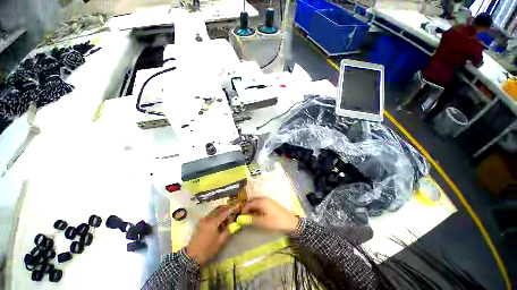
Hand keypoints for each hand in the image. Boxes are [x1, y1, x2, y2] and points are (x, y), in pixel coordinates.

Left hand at [186, 205, 236, 264]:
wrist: (192, 257)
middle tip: (233, 209)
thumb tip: (233, 223)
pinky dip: (216, 214)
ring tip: (228, 215)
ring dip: (222, 211)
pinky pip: (210, 214)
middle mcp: (207, 218)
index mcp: (213, 222)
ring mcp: (203, 219)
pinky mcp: (200, 222)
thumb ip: (228, 230)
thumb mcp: (220, 241)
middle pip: (219, 209)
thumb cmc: (207, 250)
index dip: (232, 208)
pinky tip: (220, 219)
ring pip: (214, 211)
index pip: (225, 212)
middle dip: (227, 208)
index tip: (238, 204)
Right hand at [241, 197, 298, 232]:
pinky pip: (260, 203)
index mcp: (261, 201)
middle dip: (247, 208)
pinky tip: (257, 215)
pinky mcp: (270, 203)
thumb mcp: (263, 222)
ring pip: (256, 202)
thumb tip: (241, 219)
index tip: (241, 218)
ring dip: (252, 208)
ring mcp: (268, 200)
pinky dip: (257, 208)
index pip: (248, 204)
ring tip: (250, 217)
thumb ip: (251, 220)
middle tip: (245, 217)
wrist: (290, 222)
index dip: (243, 210)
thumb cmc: (276, 222)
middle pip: (252, 201)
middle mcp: (264, 198)